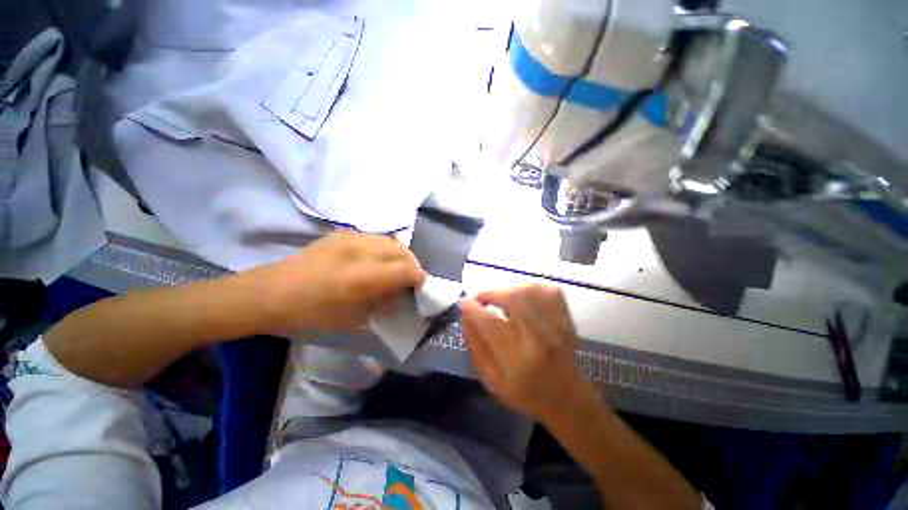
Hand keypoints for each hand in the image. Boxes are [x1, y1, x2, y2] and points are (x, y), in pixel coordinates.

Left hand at [256, 231, 426, 332]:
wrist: (270, 293)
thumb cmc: (310, 315)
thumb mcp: (353, 318)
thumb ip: (383, 302)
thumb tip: (400, 291)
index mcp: (362, 277)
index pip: (406, 269)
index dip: (419, 277)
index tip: (420, 286)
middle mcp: (360, 251)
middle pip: (402, 251)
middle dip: (412, 264)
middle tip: (410, 278)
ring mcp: (350, 238)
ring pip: (391, 241)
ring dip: (400, 255)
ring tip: (395, 268)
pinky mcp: (342, 234)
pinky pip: (375, 238)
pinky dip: (384, 249)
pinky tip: (376, 261)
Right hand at [461, 284, 597, 424]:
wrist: (567, 399)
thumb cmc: (524, 392)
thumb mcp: (490, 379)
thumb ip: (475, 345)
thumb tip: (465, 313)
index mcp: (518, 361)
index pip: (491, 323)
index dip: (473, 308)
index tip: (463, 301)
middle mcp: (540, 340)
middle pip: (513, 299)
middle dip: (491, 293)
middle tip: (481, 298)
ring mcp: (558, 326)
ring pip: (530, 290)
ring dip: (509, 289)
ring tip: (501, 299)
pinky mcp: (567, 318)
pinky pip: (548, 290)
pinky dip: (532, 288)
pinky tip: (523, 298)